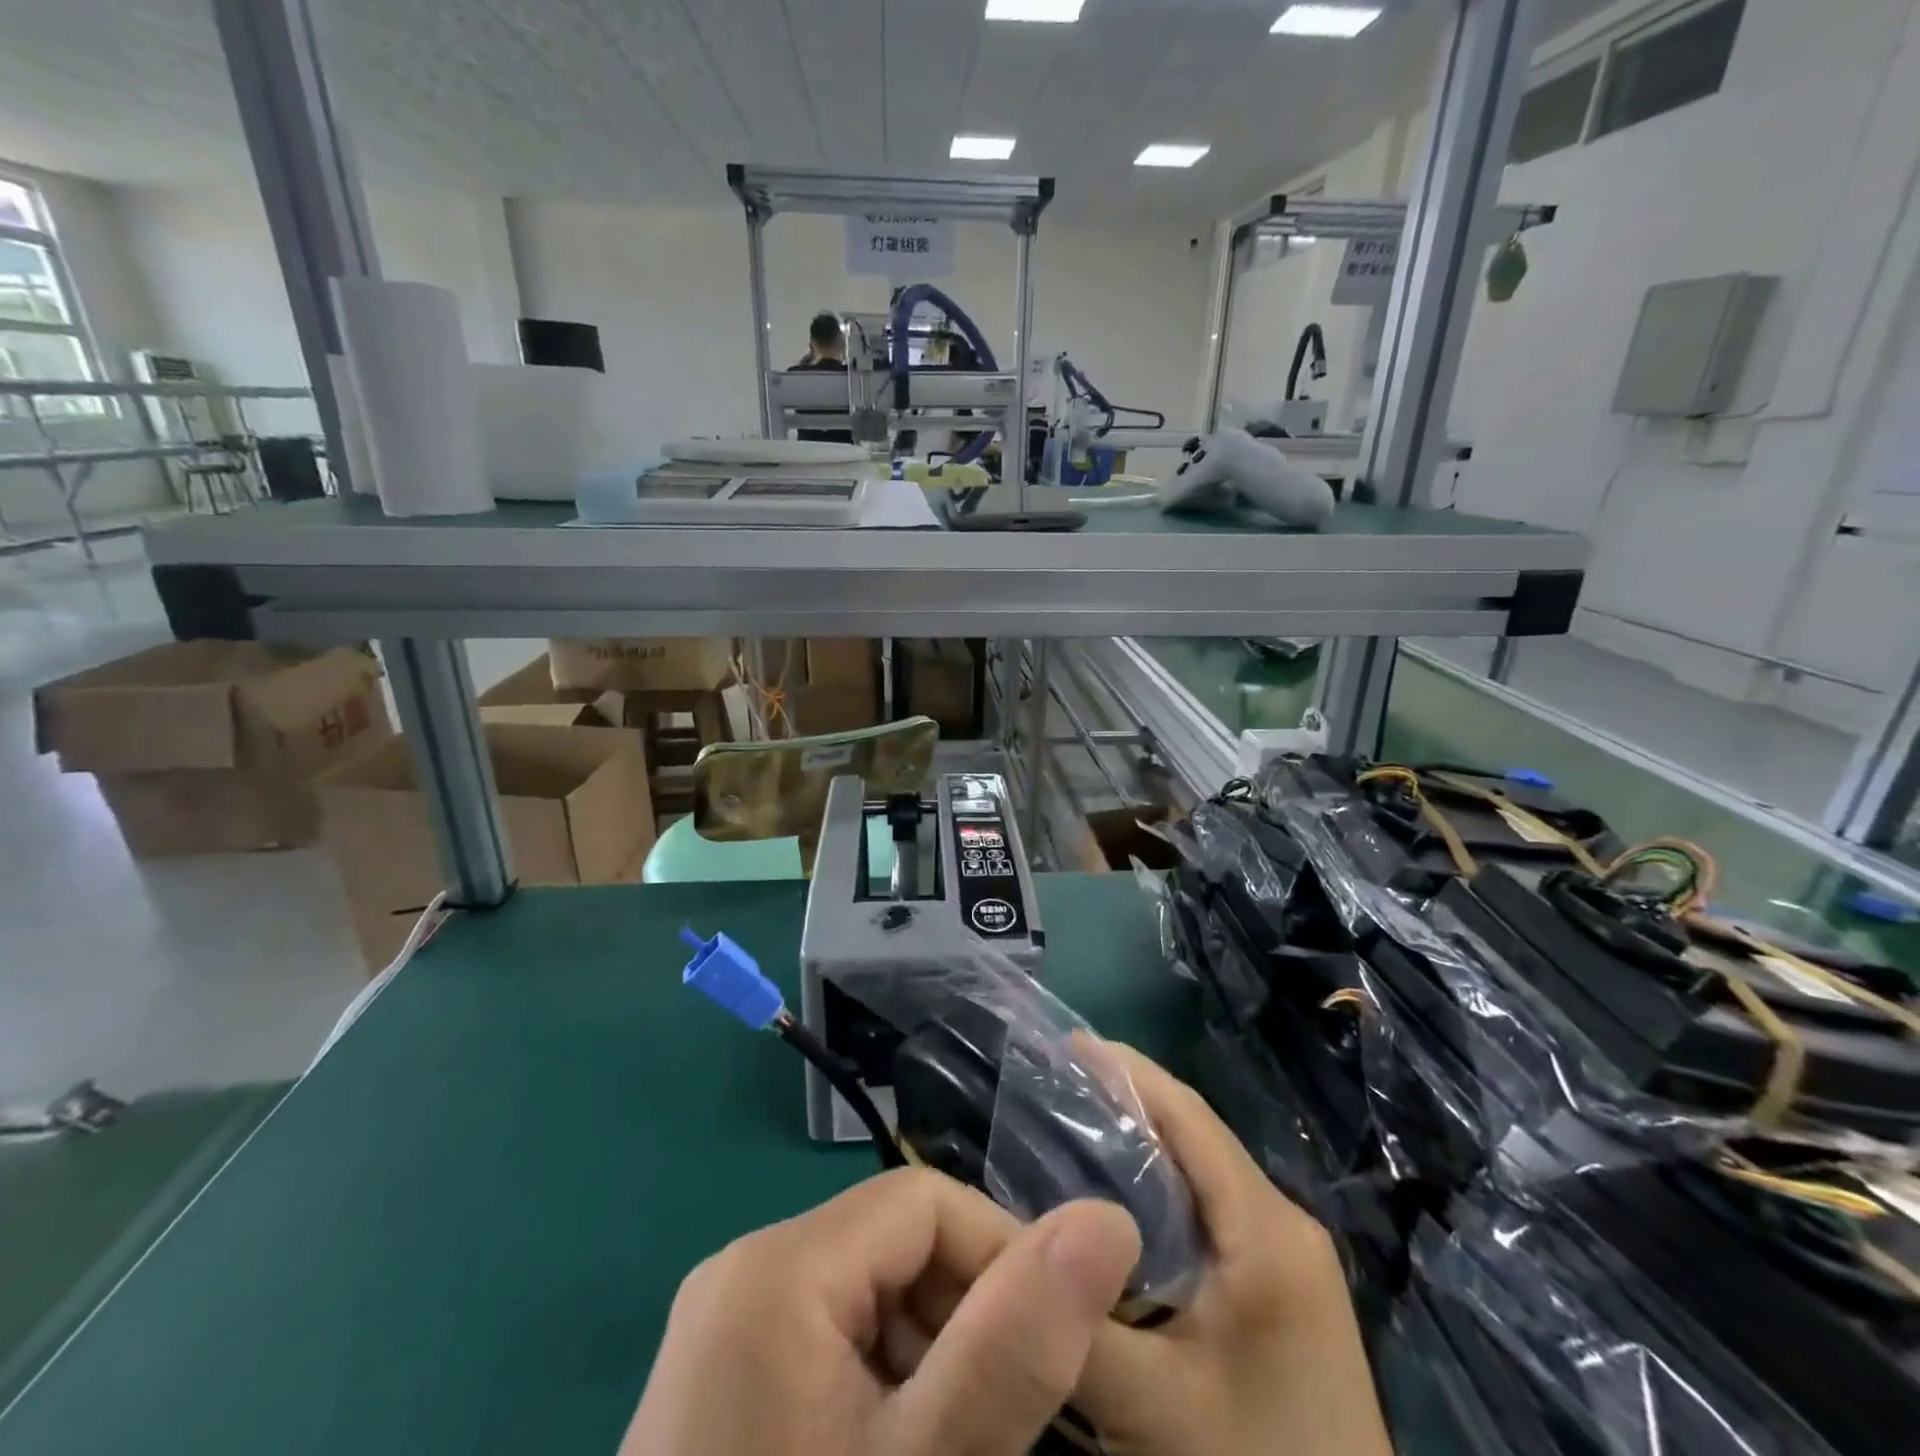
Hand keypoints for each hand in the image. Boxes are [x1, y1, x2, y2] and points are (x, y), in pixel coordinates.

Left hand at [622, 1167, 1141, 1455]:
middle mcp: (743, 1272)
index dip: (1002, 1254)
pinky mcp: (725, 1375)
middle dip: (969, 1313)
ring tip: (961, 1441)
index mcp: (776, 1265)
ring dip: (934, 1350)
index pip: (926, 1201)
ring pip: (871, 1289)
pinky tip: (902, 1449)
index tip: (1054, 1347)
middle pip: (896, 1242)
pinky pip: (833, 1335)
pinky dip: (886, 1379)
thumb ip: (1014, 1344)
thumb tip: (1109, 1220)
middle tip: (1009, 1417)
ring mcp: (727, 1325)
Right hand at [1074, 1044, 1392, 1455]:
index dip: (1125, 1070)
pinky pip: (1210, 1217)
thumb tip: (991, 1246)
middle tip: (1050, 1086)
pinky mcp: (1281, 1294)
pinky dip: (1158, 1197)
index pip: (1188, 1116)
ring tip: (1066, 1131)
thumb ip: (1070, 1322)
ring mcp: (1287, 1262)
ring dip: (1139, 1149)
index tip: (1062, 1041)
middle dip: (1124, 1103)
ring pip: (1200, 1178)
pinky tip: (1112, 1211)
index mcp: (1266, 1228)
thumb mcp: (1151, 1405)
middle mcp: (1284, 1226)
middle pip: (1194, 1139)